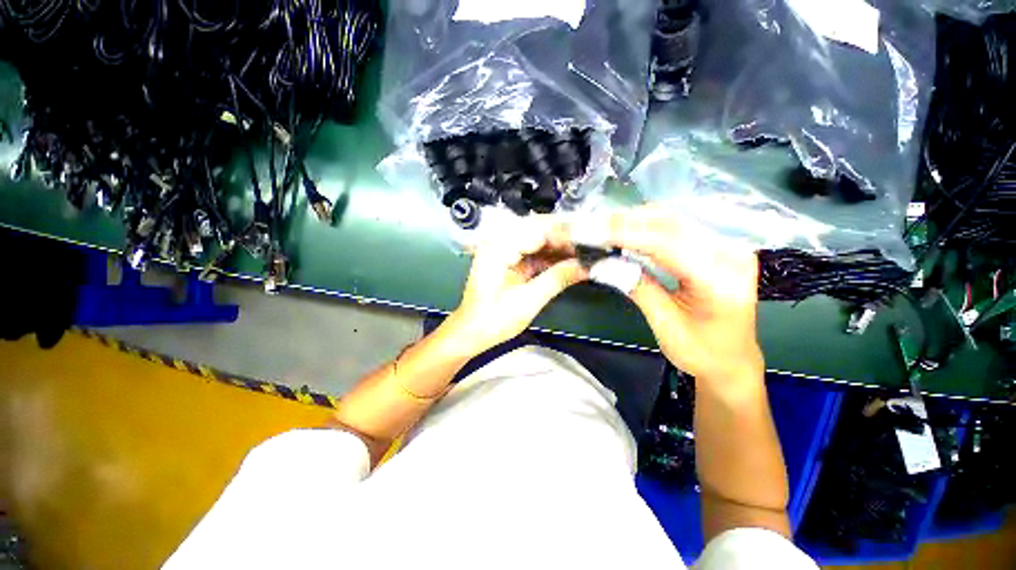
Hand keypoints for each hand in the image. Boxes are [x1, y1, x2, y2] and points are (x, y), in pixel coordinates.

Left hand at [445, 216, 587, 355]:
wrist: (471, 332)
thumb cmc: (493, 320)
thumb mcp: (528, 301)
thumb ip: (558, 278)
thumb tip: (587, 266)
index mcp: (498, 246)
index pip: (539, 228)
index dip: (568, 232)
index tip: (594, 236)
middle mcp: (500, 240)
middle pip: (540, 229)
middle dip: (568, 237)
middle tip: (596, 242)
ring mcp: (504, 248)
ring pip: (540, 240)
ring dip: (563, 247)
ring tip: (589, 251)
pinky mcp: (510, 259)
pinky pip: (536, 252)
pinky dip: (553, 257)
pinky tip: (571, 261)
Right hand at [575, 205, 762, 381]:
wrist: (732, 360)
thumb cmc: (700, 352)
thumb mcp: (664, 324)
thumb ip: (637, 288)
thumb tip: (603, 263)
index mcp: (720, 281)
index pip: (667, 244)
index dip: (627, 235)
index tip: (594, 232)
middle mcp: (731, 254)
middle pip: (671, 224)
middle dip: (628, 222)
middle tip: (594, 225)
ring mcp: (727, 247)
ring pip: (673, 220)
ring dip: (636, 220)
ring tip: (605, 226)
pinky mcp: (718, 246)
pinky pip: (678, 227)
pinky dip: (648, 226)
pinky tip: (628, 230)